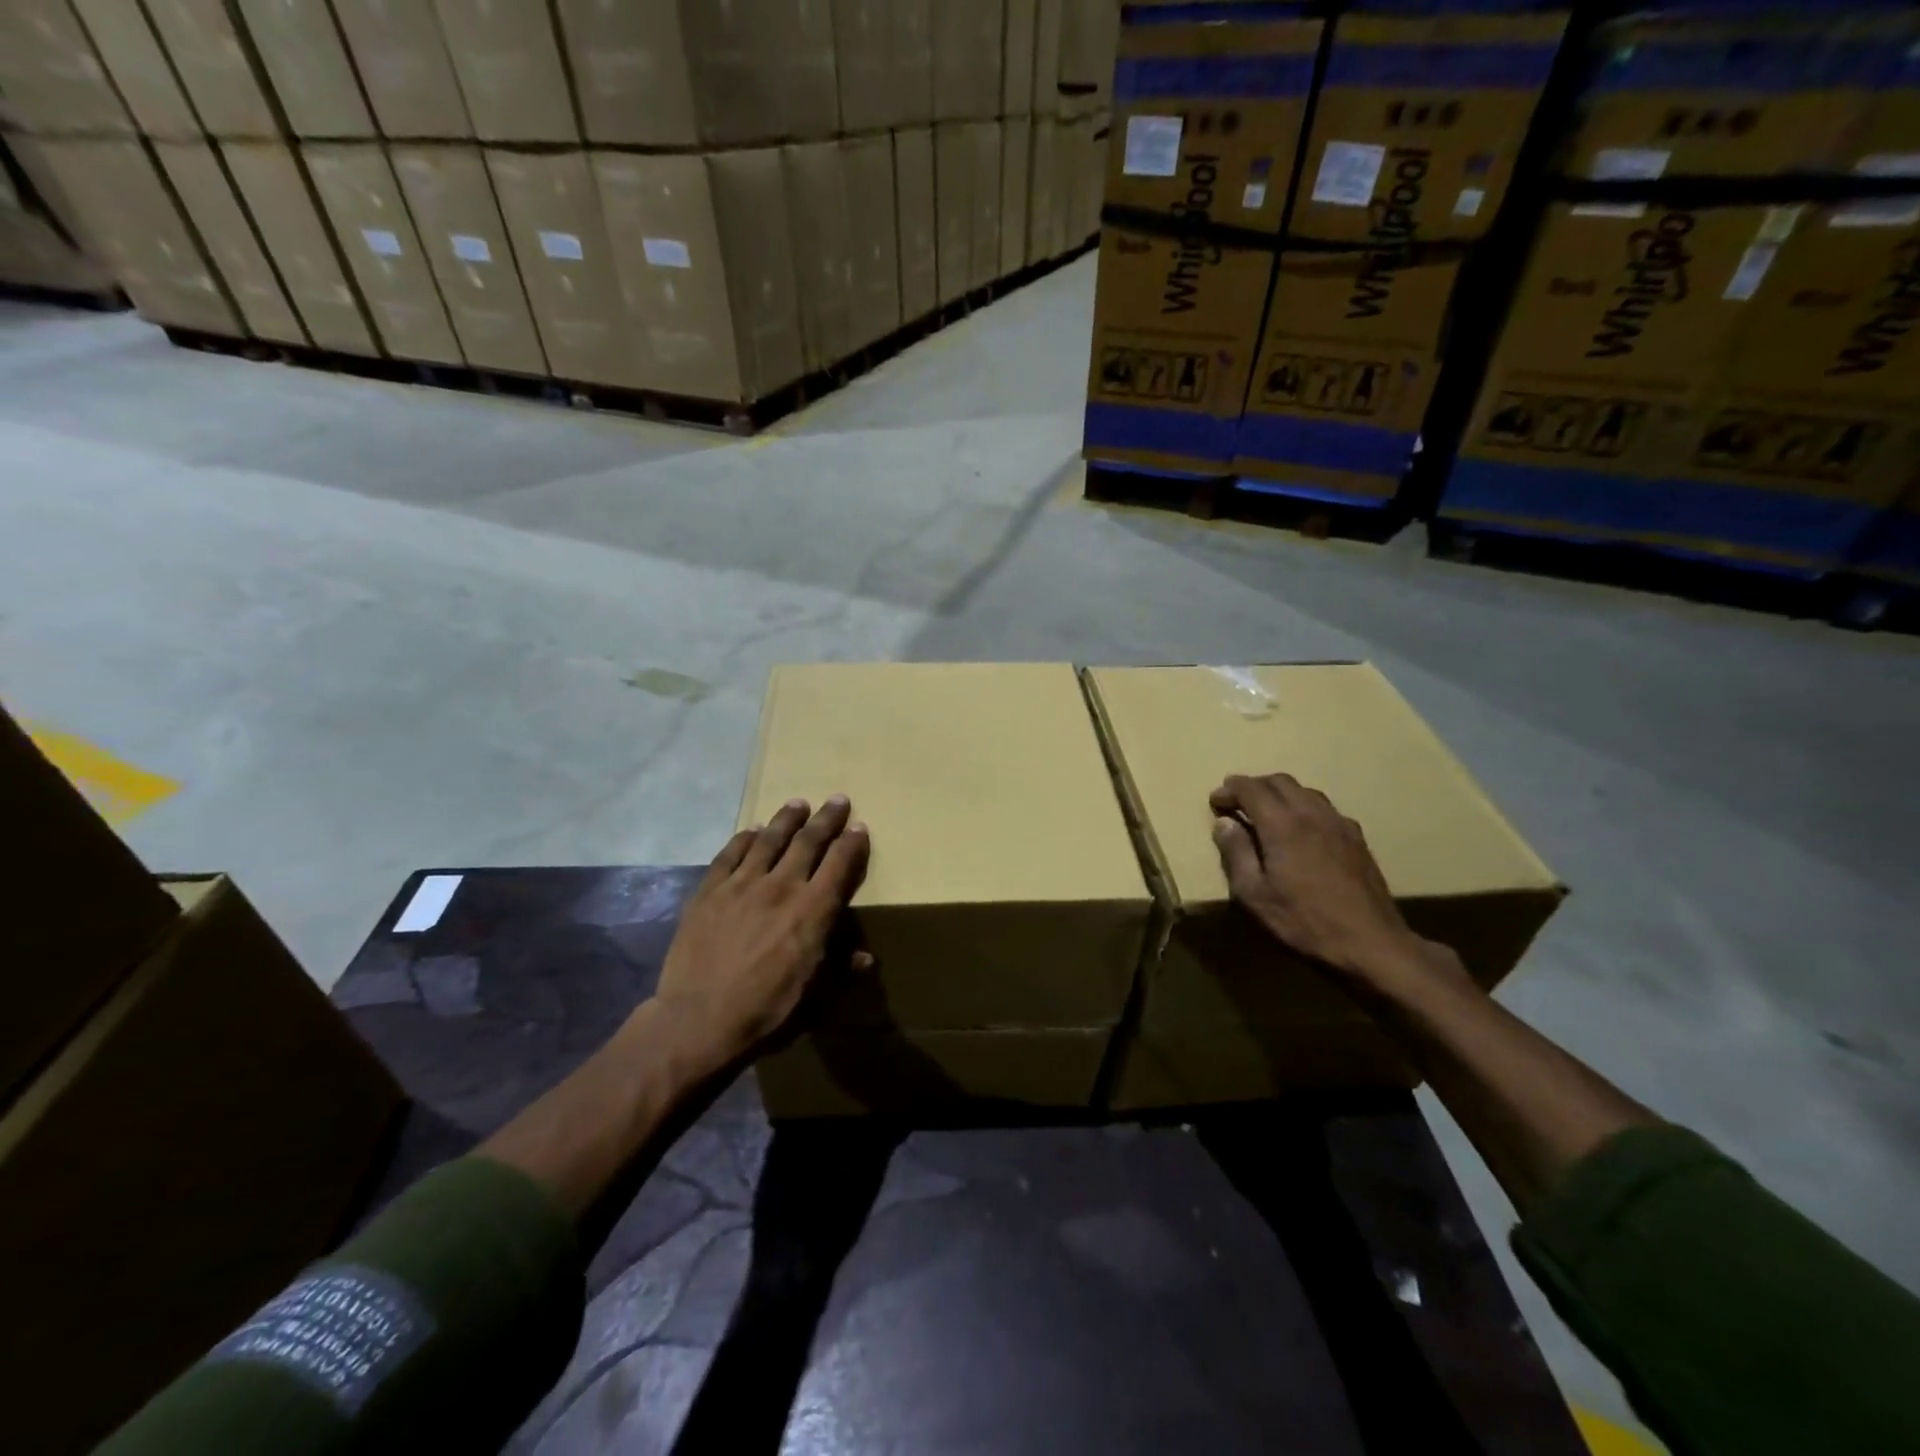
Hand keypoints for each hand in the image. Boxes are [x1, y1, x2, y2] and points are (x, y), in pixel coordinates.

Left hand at [653, 796, 870, 1067]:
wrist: (698, 1021)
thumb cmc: (766, 1012)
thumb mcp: (816, 998)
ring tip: (798, 803)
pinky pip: (730, 854)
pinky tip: (752, 830)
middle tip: (837, 800)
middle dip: (826, 819)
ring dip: (787, 819)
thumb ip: (842, 970)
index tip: (859, 827)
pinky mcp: (709, 891)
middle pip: (808, 841)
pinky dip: (744, 838)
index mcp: (813, 911)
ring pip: (770, 839)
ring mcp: (742, 885)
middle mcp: (781, 887)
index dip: (852, 843)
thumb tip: (866, 957)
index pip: (839, 864)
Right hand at [1209, 773, 1433, 983]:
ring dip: (1280, 793)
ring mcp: (1339, 823)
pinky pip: (1324, 807)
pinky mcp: (1357, 838)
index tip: (1215, 801)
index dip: (1229, 790)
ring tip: (1266, 812)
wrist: (1370, 943)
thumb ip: (1236, 853)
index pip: (1251, 788)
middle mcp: (1311, 813)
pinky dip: (1303, 806)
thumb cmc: (1303, 921)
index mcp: (1282, 824)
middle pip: (1279, 781)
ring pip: (1305, 790)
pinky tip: (1301, 828)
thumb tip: (1223, 823)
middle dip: (1253, 785)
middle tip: (1236, 802)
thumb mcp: (1254, 894)